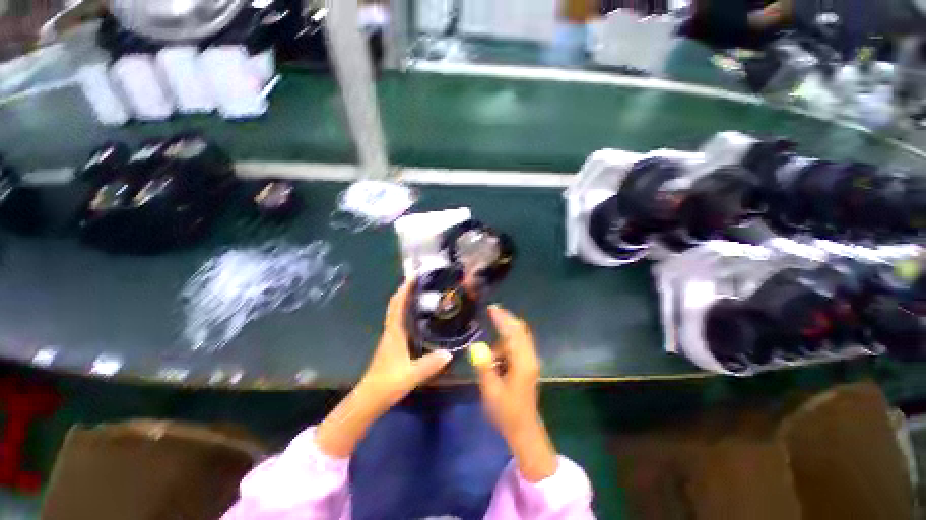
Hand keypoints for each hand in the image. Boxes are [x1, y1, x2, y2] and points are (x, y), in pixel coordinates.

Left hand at [316, 282, 452, 457]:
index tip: (413, 276)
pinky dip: (405, 311)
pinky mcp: (391, 343)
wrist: (369, 398)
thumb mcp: (412, 374)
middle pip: (395, 305)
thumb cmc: (388, 383)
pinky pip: (398, 320)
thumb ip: (430, 364)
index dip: (404, 290)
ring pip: (396, 312)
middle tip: (419, 281)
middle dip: (404, 290)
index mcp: (394, 333)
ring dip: (404, 299)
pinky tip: (417, 315)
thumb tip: (449, 353)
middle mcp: (391, 331)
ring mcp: (390, 337)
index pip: (397, 305)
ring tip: (420, 293)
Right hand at [471, 306, 558, 481]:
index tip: (492, 308)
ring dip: (505, 335)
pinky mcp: (528, 366)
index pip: (512, 333)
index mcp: (522, 362)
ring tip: (490, 353)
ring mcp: (531, 361)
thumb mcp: (491, 390)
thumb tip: (477, 346)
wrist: (524, 430)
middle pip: (520, 330)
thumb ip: (484, 366)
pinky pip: (518, 346)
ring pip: (519, 338)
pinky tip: (497, 356)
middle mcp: (530, 357)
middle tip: (492, 312)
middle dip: (506, 319)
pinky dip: (507, 343)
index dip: (502, 319)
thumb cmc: (506, 412)